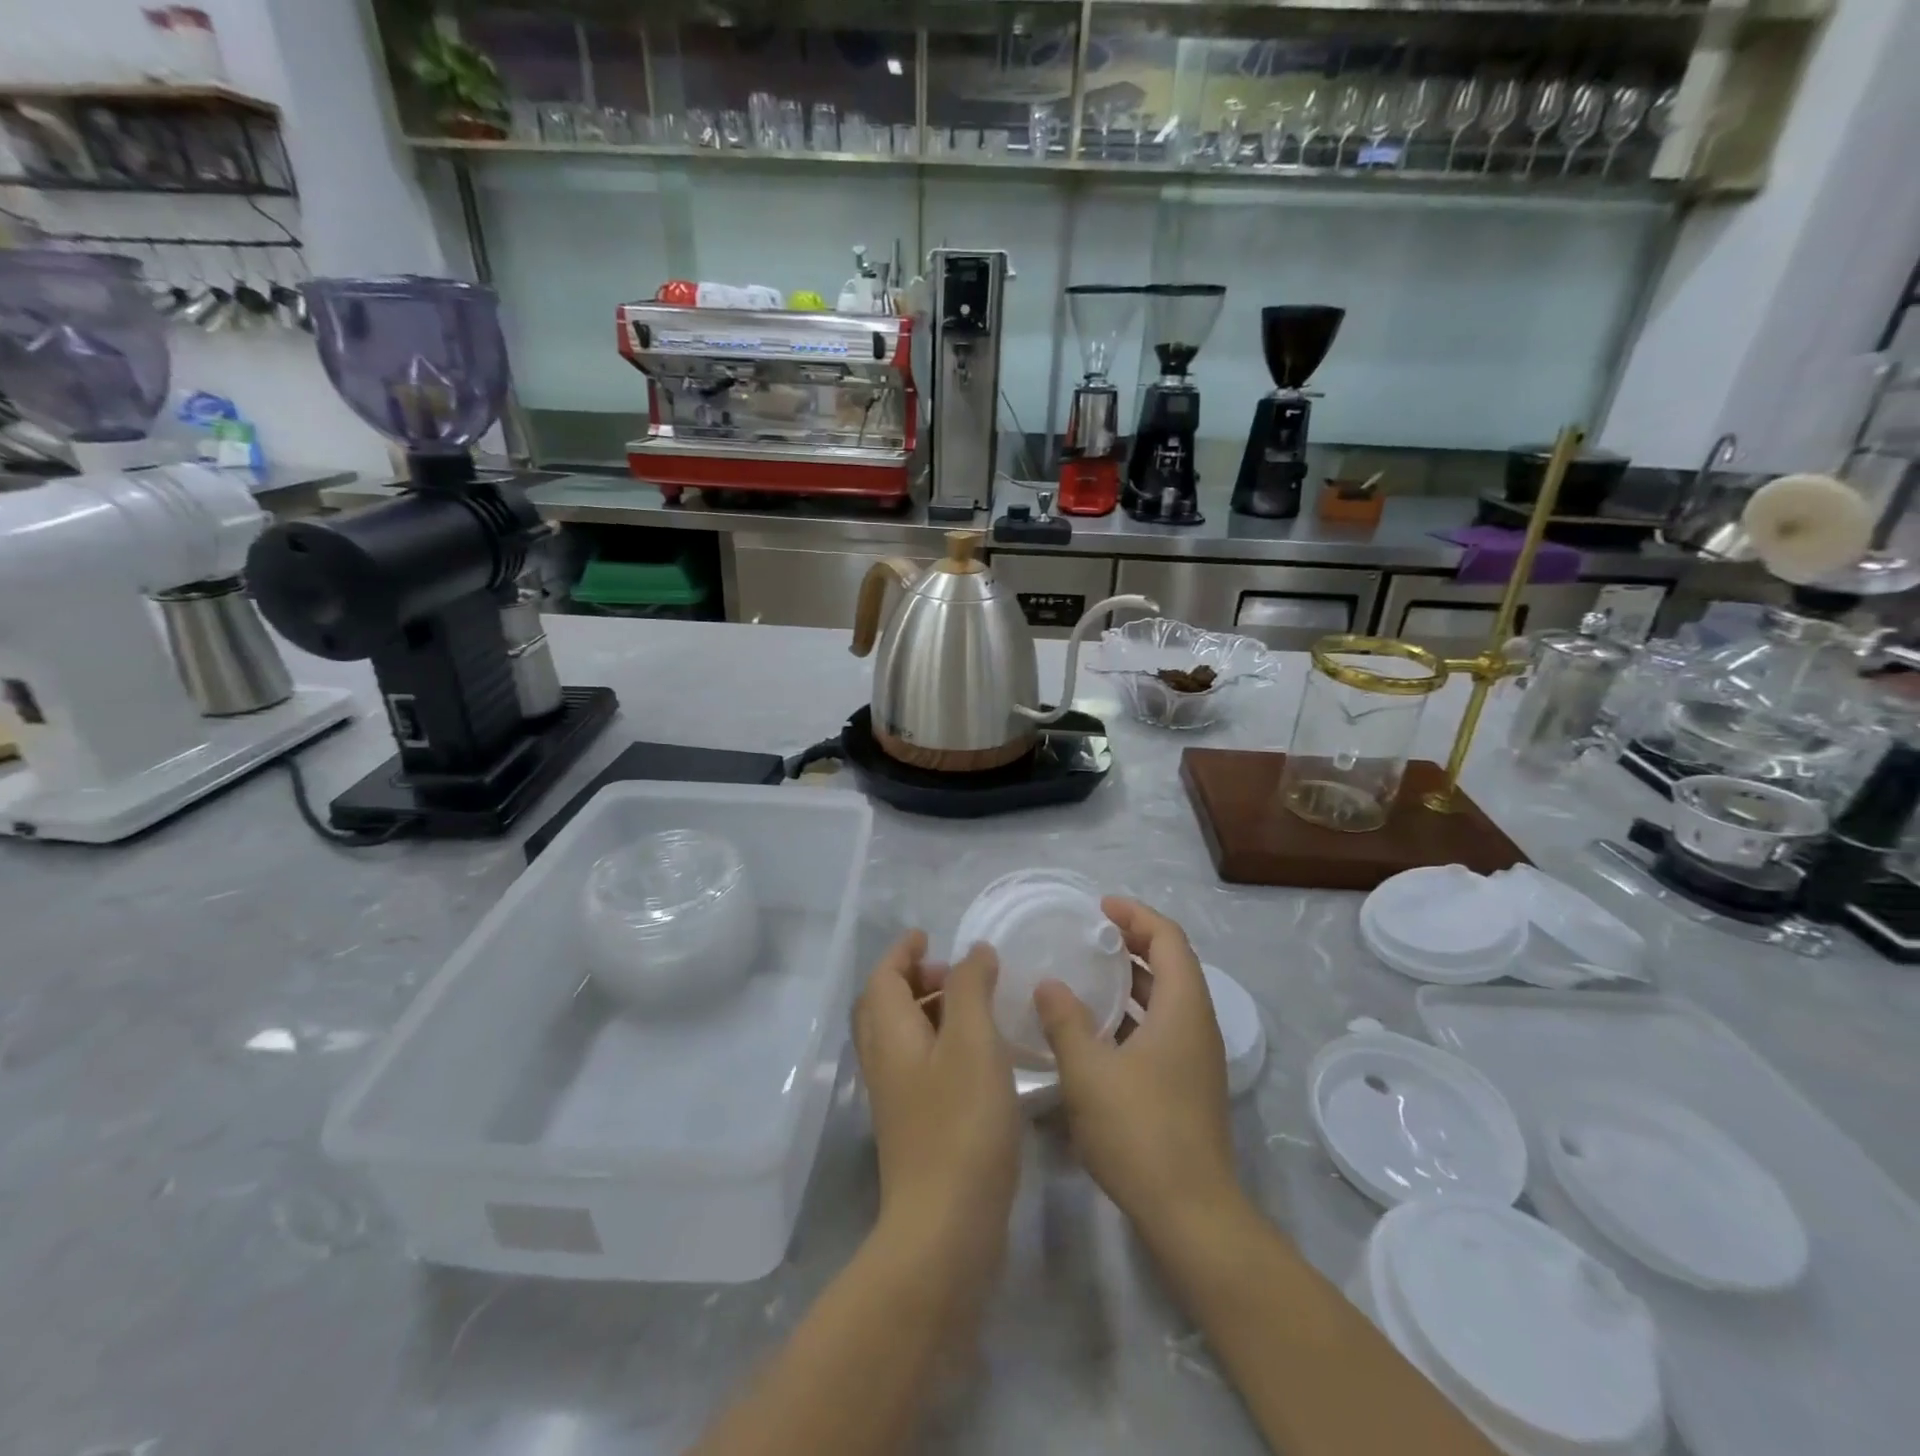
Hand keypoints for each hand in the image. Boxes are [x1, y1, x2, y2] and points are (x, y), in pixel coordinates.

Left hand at [853, 931, 1021, 1277]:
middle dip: (913, 979)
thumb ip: (970, 988)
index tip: (927, 935)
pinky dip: (940, 1043)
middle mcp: (884, 1062)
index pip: (883, 977)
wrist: (945, 1229)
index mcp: (889, 1034)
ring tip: (973, 1009)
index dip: (902, 951)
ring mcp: (897, 1098)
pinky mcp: (915, 1126)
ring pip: (902, 1036)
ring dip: (928, 1011)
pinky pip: (919, 1064)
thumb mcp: (973, 1042)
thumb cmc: (961, 1123)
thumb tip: (973, 952)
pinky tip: (979, 1057)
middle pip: (885, 1005)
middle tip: (953, 973)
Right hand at [1033, 898, 1240, 1244]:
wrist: (1190, 1214)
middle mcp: (1197, 1025)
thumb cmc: (1139, 1130)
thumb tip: (1049, 984)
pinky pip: (1162, 1028)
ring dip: (1132, 980)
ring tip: (1088, 973)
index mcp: (1183, 1008)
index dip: (1136, 915)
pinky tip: (1096, 1029)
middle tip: (1090, 934)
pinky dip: (1133, 1014)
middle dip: (1133, 942)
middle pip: (1172, 964)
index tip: (1099, 907)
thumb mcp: (1088, 1070)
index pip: (1168, 938)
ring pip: (1166, 999)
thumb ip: (1065, 1020)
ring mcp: (1196, 1058)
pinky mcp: (1188, 1085)